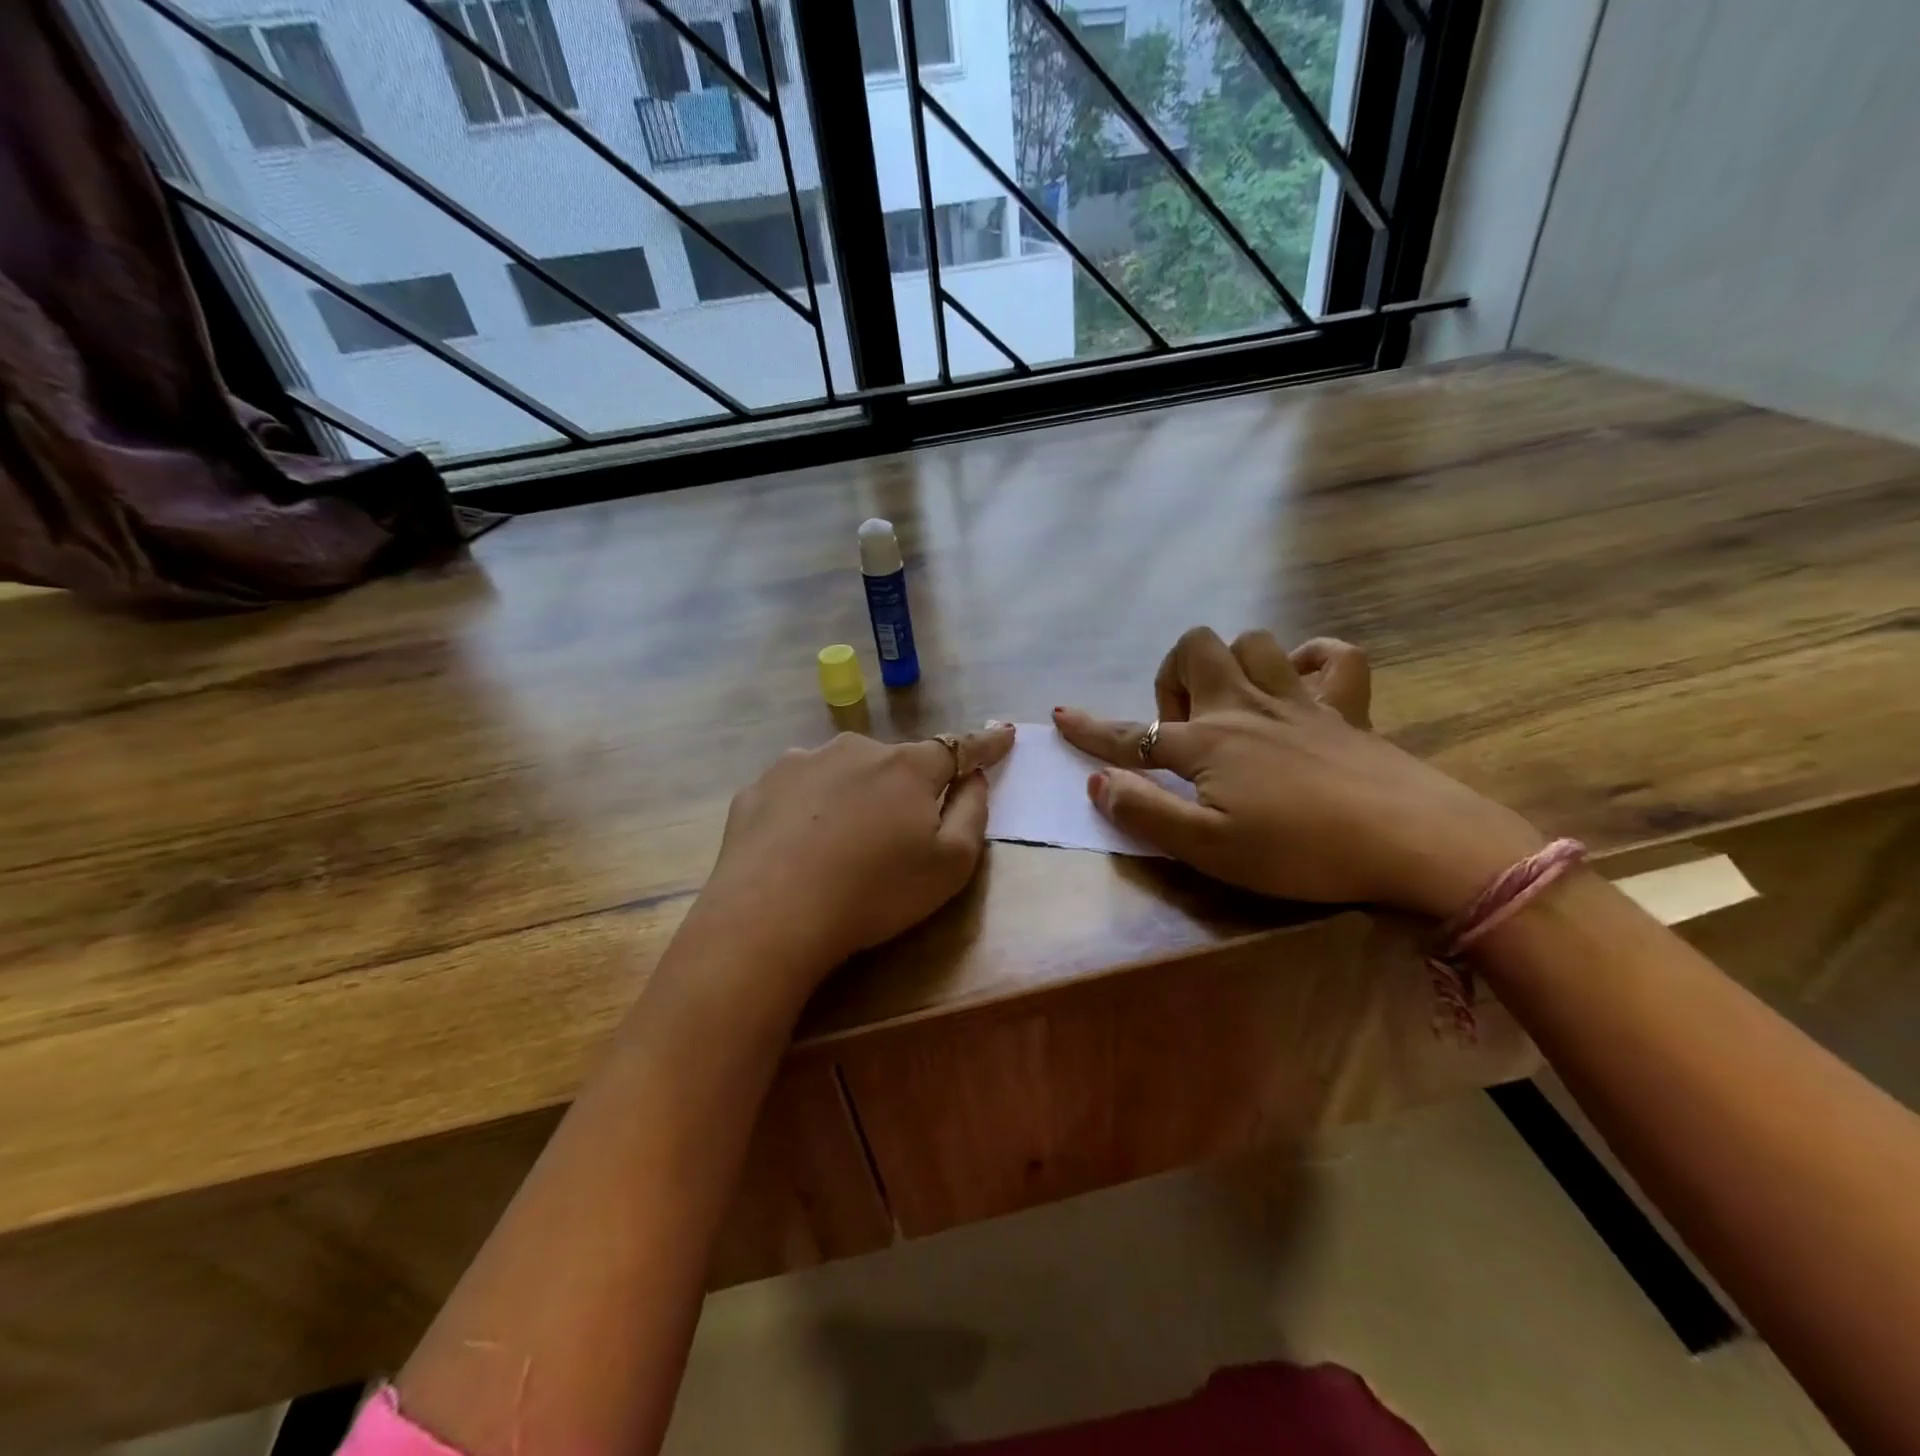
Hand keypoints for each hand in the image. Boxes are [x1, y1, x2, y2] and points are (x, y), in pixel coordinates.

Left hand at [692, 724, 1016, 991]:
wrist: (771, 915)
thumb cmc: (876, 892)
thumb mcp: (951, 866)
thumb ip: (972, 813)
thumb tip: (973, 777)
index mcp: (907, 768)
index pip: (958, 748)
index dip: (985, 743)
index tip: (1004, 733)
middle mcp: (854, 750)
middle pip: (893, 763)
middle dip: (903, 786)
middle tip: (895, 833)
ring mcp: (801, 763)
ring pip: (841, 772)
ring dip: (851, 795)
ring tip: (839, 845)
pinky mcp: (759, 787)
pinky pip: (797, 790)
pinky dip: (806, 809)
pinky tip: (796, 846)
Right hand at [1054, 629, 1543, 917]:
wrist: (1412, 842)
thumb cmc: (1300, 852)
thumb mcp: (1208, 848)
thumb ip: (1146, 813)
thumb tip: (1097, 783)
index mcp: (1208, 744)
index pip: (1132, 735)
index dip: (1091, 729)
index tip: (1060, 717)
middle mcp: (1246, 709)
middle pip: (1195, 650)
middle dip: (1172, 676)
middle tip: (1183, 729)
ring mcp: (1300, 701)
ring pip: (1254, 641)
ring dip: (1232, 663)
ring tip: (1233, 707)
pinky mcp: (1347, 709)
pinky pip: (1334, 656)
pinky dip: (1312, 660)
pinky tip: (1301, 687)